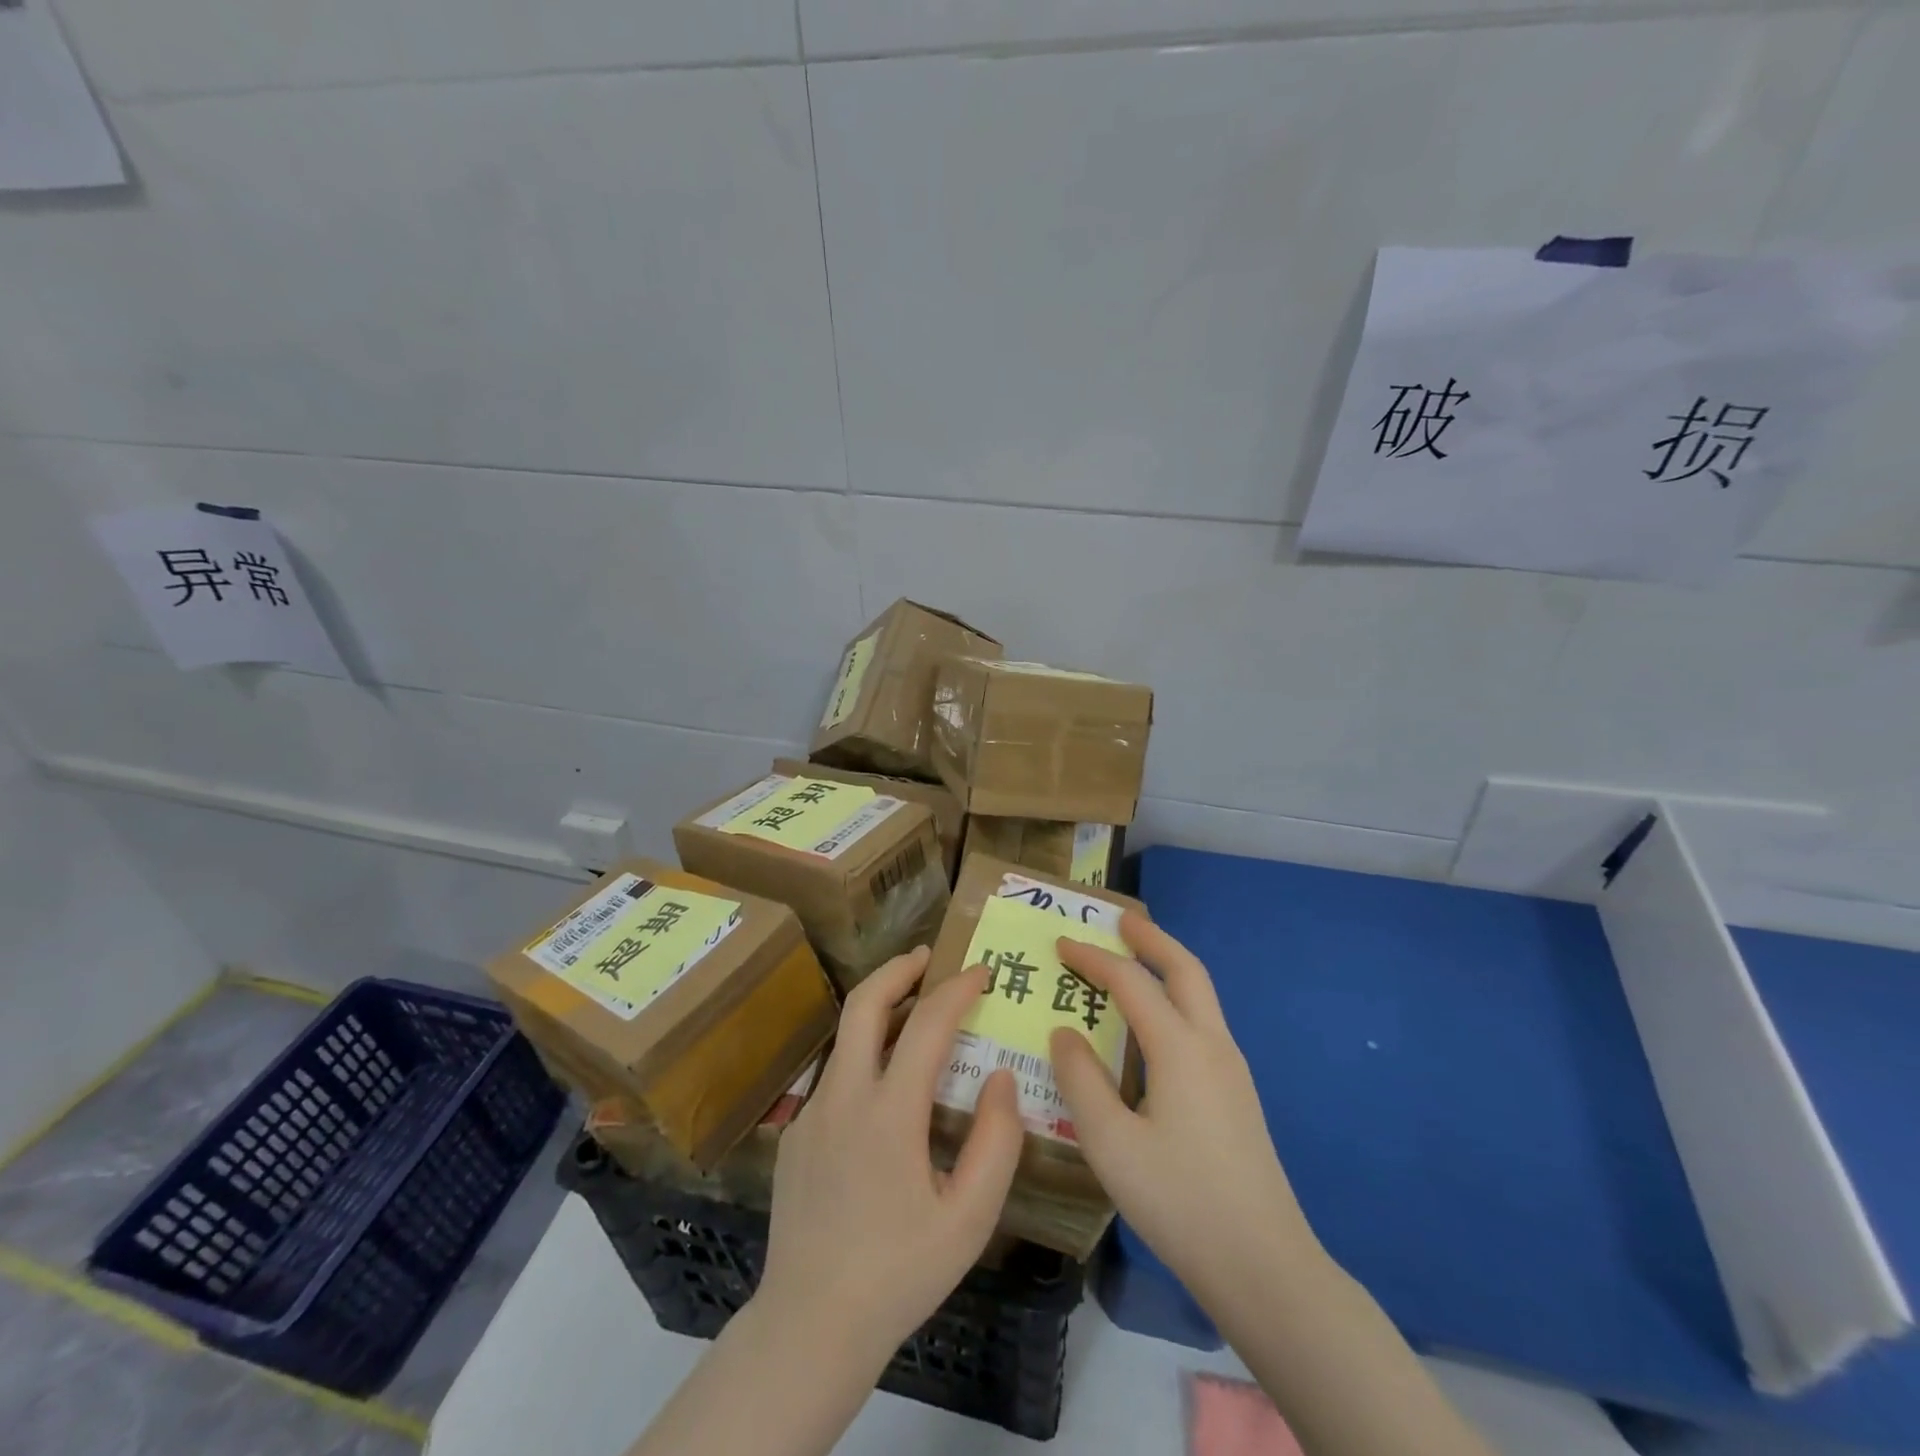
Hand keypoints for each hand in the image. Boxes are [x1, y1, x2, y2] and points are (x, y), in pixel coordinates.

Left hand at [757, 946, 1023, 1360]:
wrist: (809, 1326)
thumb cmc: (899, 1274)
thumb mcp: (969, 1219)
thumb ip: (996, 1142)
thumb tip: (1000, 1078)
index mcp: (889, 1113)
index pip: (927, 1024)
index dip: (957, 990)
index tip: (982, 973)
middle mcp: (844, 1097)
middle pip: (864, 1004)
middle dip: (898, 969)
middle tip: (927, 957)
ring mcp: (812, 1112)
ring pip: (846, 1036)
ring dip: (879, 1008)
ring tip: (913, 1008)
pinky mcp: (796, 1133)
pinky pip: (836, 1075)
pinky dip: (865, 1054)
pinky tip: (886, 1087)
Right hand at [1049, 913, 1323, 1304]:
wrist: (1264, 1265)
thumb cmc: (1179, 1200)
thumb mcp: (1111, 1143)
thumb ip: (1080, 1080)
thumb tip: (1064, 1032)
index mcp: (1180, 1048)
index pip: (1130, 982)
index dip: (1094, 958)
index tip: (1062, 944)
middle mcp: (1212, 1044)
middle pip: (1185, 969)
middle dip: (1151, 938)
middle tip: (1118, 921)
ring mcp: (1231, 1069)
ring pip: (1201, 994)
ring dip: (1167, 966)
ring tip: (1134, 960)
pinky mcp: (1237, 1094)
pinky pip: (1203, 1022)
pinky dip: (1176, 998)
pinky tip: (1155, 1026)